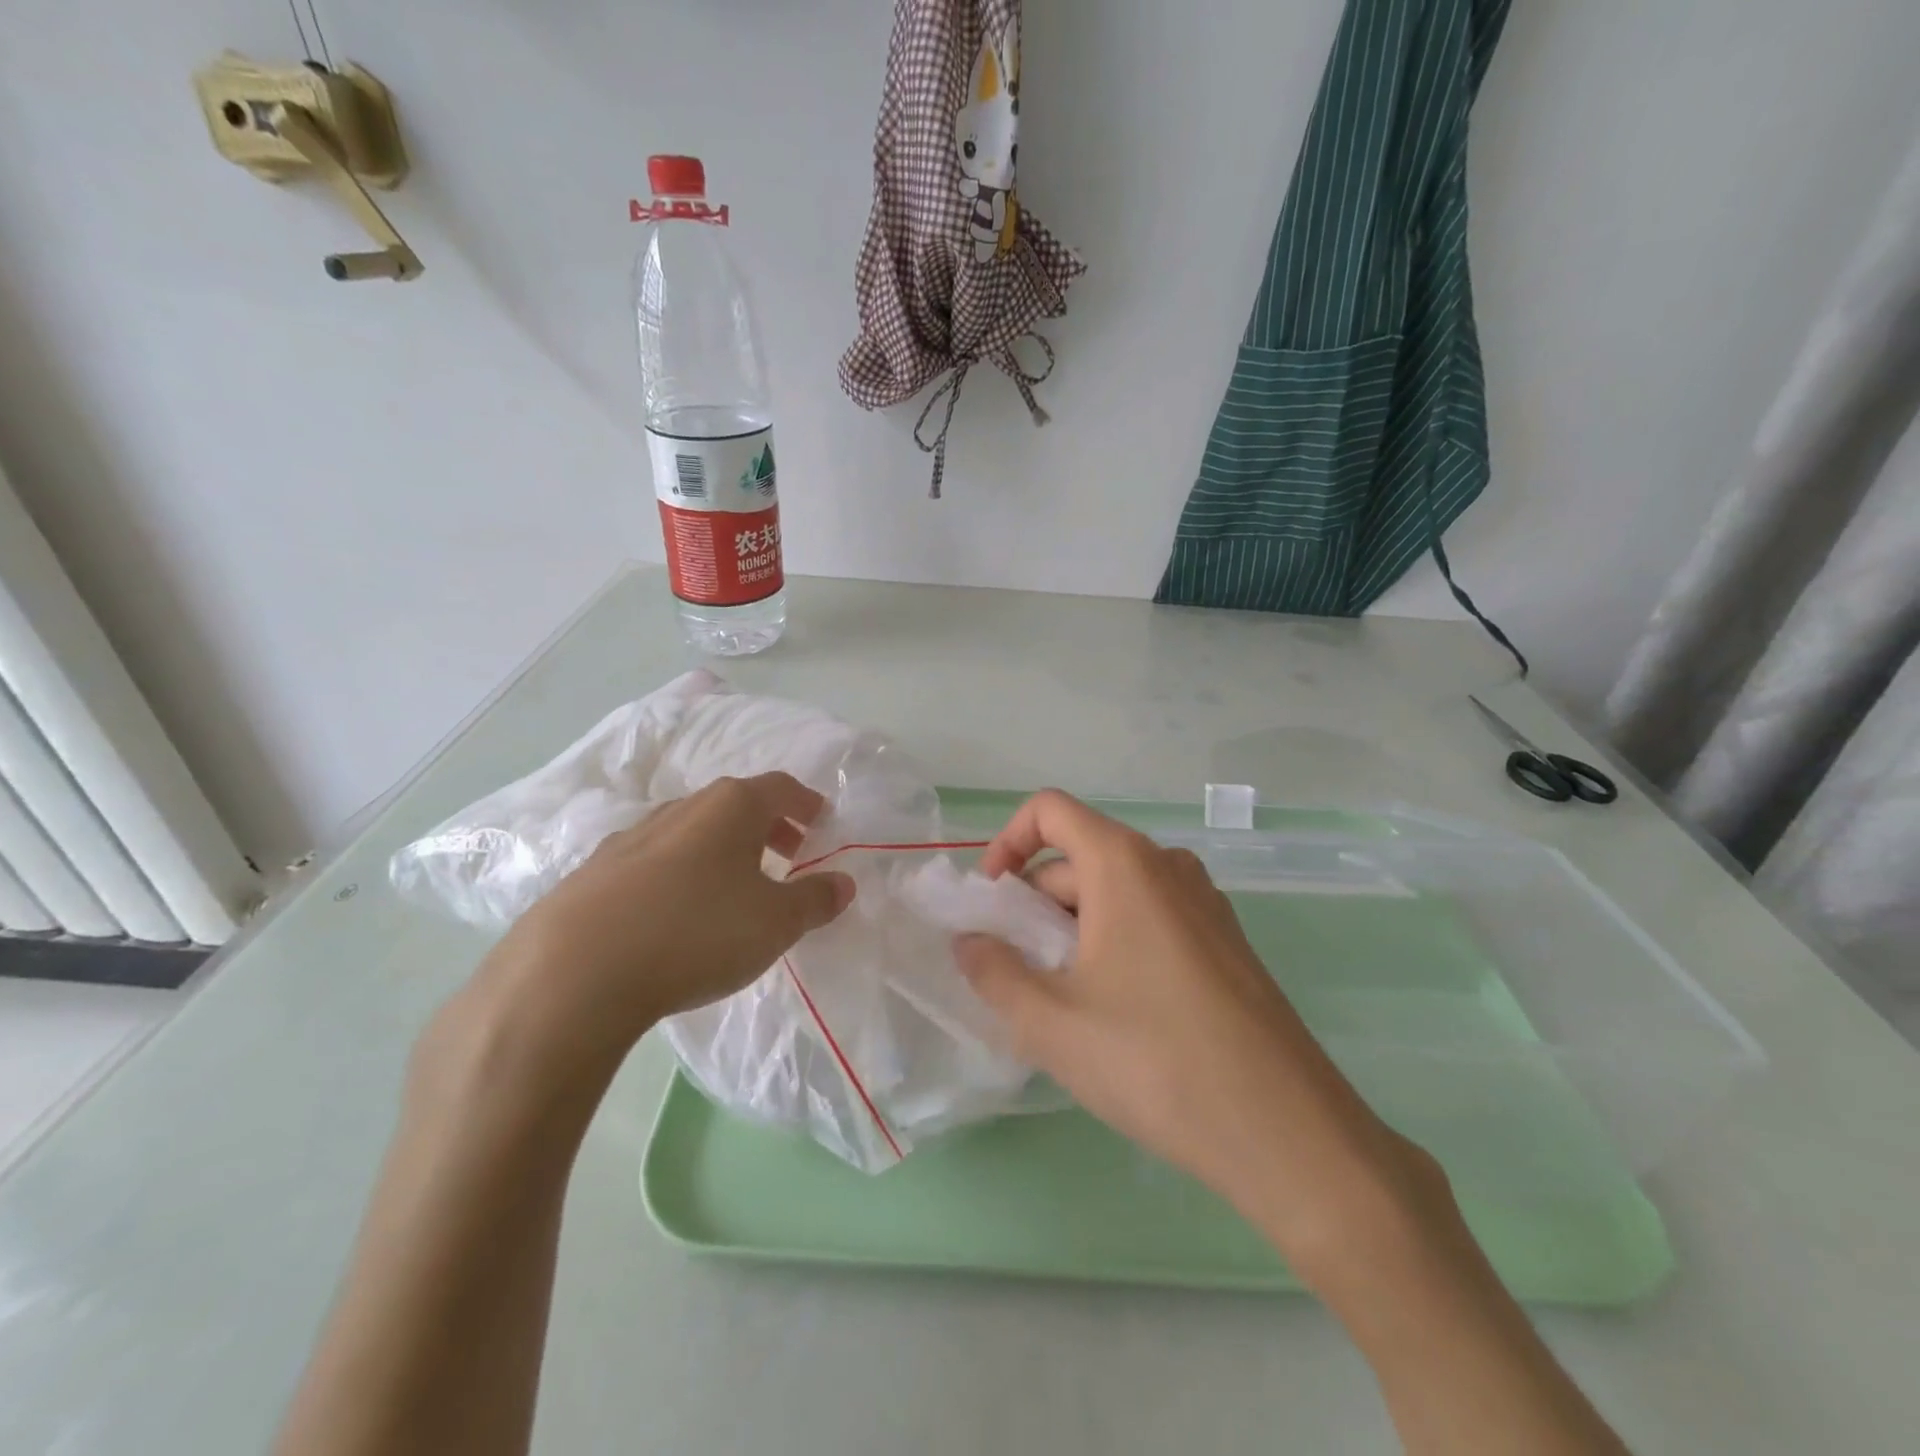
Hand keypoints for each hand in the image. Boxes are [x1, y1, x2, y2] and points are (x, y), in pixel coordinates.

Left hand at [459, 773, 854, 1083]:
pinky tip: (677, 913)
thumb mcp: (776, 923)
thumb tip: (843, 883)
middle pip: (736, 804)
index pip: (781, 788)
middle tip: (789, 854)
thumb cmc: (697, 931)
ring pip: (693, 831)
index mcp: (731, 807)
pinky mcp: (596, 872)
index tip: (821, 822)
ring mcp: (633, 836)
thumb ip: (816, 900)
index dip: (807, 804)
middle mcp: (683, 808)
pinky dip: (680, 874)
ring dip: (722, 850)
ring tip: (736, 886)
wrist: (574, 971)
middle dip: (768, 826)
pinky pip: (655, 861)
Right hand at [955, 791, 1440, 1274]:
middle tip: (1016, 972)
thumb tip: (969, 942)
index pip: (1050, 810)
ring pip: (1115, 892)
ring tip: (1060, 999)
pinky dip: (1113, 942)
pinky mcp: (1226, 942)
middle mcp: (1168, 866)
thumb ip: (992, 972)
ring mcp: (1205, 904)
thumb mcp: (1051, 1021)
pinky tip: (1112, 1012)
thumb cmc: (1154, 1060)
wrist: (1287, 1131)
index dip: (1007, 843)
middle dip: (1034, 903)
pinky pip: (1150, 918)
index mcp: (1124, 863)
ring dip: (1071, 928)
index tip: (993, 903)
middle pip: (1079, 856)